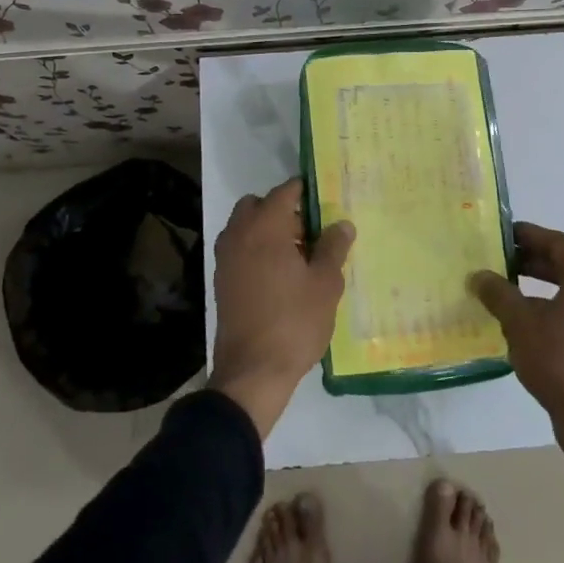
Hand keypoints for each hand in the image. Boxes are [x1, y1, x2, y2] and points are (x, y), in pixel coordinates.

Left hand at [208, 179, 353, 437]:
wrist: (252, 371)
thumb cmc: (294, 322)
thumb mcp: (326, 284)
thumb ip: (333, 248)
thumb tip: (342, 224)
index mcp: (265, 227)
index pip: (285, 191)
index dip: (306, 191)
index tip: (325, 199)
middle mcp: (239, 234)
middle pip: (259, 205)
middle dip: (283, 211)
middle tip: (310, 233)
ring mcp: (225, 258)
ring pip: (246, 227)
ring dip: (268, 231)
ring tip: (298, 258)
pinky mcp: (221, 281)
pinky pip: (239, 250)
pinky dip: (256, 251)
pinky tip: (280, 277)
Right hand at [472, 224, 563, 514]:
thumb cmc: (559, 360)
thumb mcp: (519, 322)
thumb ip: (498, 293)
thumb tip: (479, 275)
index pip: (558, 243)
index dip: (529, 235)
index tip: (503, 234)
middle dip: (532, 261)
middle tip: (501, 260)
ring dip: (540, 286)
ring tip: (508, 290)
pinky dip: (551, 308)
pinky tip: (525, 323)